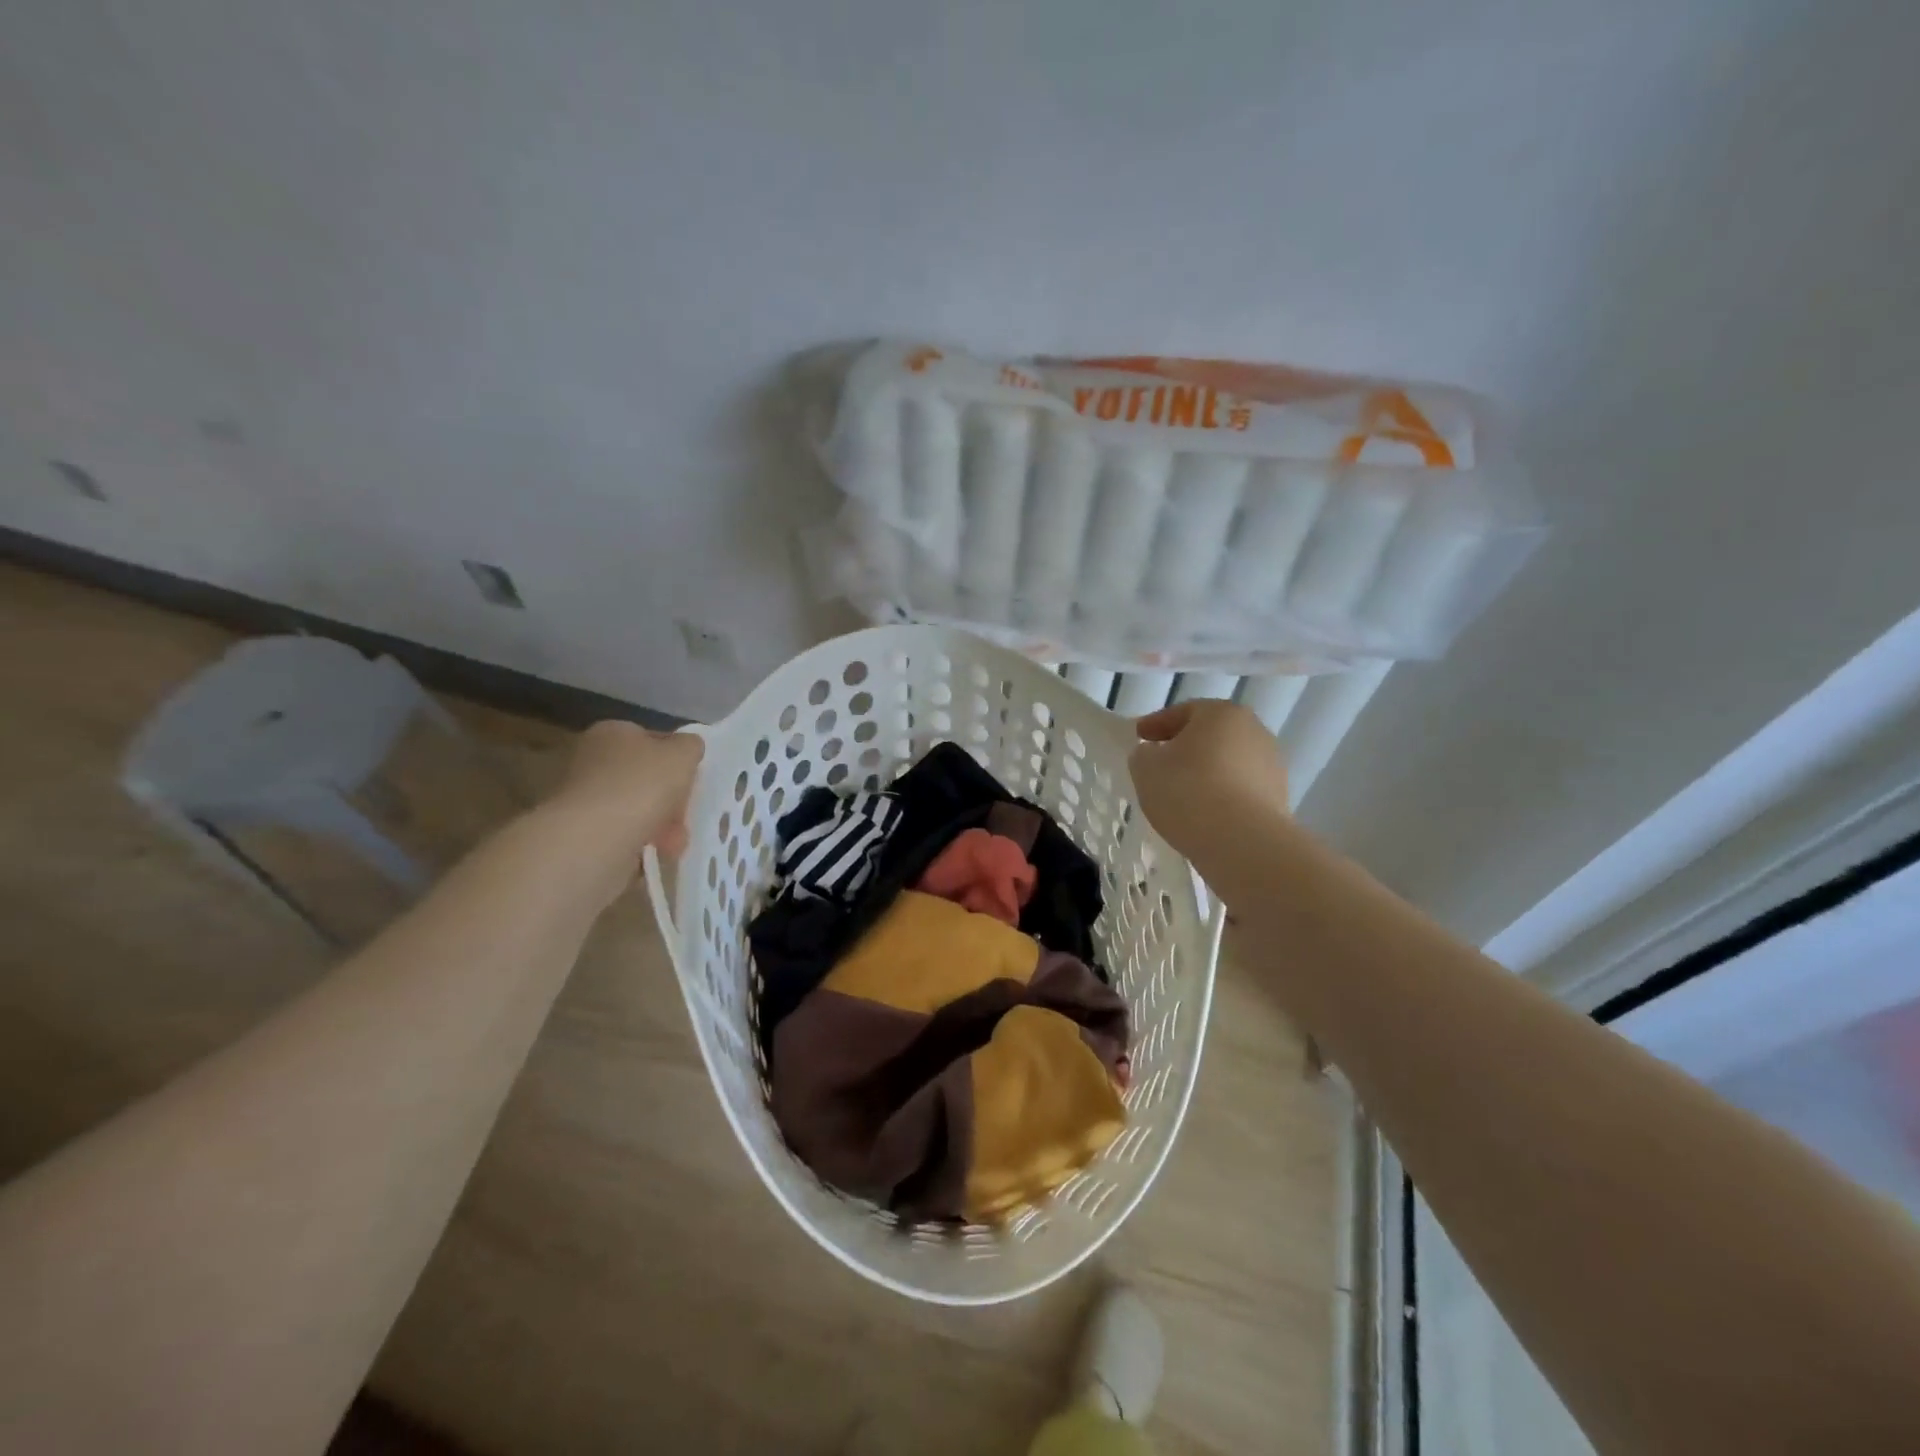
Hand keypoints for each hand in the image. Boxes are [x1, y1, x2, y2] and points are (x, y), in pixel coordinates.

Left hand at [542, 720, 704, 863]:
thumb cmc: (641, 785)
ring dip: (660, 823)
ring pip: (635, 807)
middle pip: (644, 776)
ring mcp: (582, 796)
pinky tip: (656, 852)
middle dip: (669, 798)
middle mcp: (590, 758)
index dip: (676, 759)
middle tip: (685, 815)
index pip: (652, 739)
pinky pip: (622, 832)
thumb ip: (690, 746)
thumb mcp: (683, 754)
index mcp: (613, 732)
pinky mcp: (580, 830)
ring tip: (675, 843)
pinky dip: (641, 841)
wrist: (594, 839)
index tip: (692, 780)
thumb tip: (688, 747)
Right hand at [1129, 701, 1288, 866]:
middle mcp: (1254, 731)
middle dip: (1185, 747)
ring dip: (1206, 772)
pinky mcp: (1279, 797)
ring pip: (1228, 762)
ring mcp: (1272, 765)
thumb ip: (1144, 754)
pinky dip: (1222, 795)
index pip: (1182, 711)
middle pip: (1210, 735)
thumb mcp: (1146, 768)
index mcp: (1221, 713)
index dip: (1155, 724)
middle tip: (1160, 764)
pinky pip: (1240, 789)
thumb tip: (1154, 754)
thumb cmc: (1188, 791)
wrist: (1242, 841)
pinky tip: (1204, 813)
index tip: (1138, 738)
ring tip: (1182, 794)